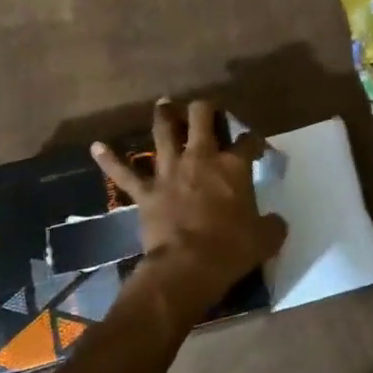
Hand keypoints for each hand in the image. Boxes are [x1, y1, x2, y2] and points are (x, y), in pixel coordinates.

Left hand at [92, 100, 287, 302]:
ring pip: (163, 132)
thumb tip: (277, 221)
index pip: (247, 142)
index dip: (254, 140)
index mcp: (234, 167)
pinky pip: (123, 172)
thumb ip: (273, 225)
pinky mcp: (145, 191)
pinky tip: (96, 147)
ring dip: (164, 116)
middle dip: (204, 109)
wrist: (187, 266)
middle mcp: (200, 159)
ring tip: (164, 105)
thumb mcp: (266, 239)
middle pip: (201, 119)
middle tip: (205, 109)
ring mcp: (169, 172)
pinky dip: (109, 160)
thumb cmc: (231, 250)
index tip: (257, 146)